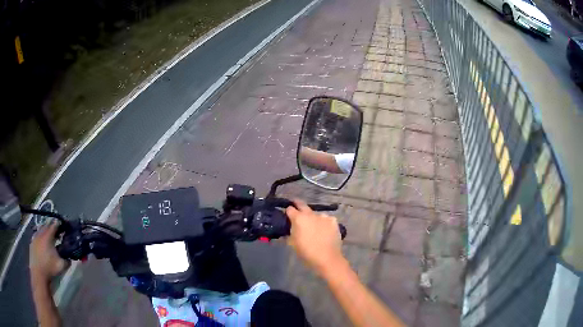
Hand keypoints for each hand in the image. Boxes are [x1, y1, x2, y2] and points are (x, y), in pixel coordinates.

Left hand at [29, 220, 68, 282]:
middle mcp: (40, 233)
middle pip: (46, 226)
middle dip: (52, 228)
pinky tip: (43, 245)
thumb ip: (67, 260)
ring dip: (45, 232)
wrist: (38, 274)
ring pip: (40, 230)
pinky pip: (36, 236)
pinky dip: (40, 238)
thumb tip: (69, 257)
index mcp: (48, 236)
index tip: (63, 225)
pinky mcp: (32, 243)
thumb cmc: (50, 268)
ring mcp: (34, 237)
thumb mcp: (61, 266)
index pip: (54, 225)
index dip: (59, 224)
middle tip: (57, 233)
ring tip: (49, 238)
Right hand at [286, 199, 343, 275]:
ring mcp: (323, 216)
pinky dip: (324, 223)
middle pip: (302, 204)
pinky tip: (324, 230)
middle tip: (296, 209)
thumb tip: (287, 229)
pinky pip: (326, 219)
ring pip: (315, 214)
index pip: (290, 209)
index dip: (287, 211)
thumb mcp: (292, 244)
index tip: (287, 215)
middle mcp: (311, 214)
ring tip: (314, 227)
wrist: (327, 258)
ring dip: (313, 218)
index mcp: (298, 219)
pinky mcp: (333, 221)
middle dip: (297, 205)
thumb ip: (289, 234)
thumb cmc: (306, 252)